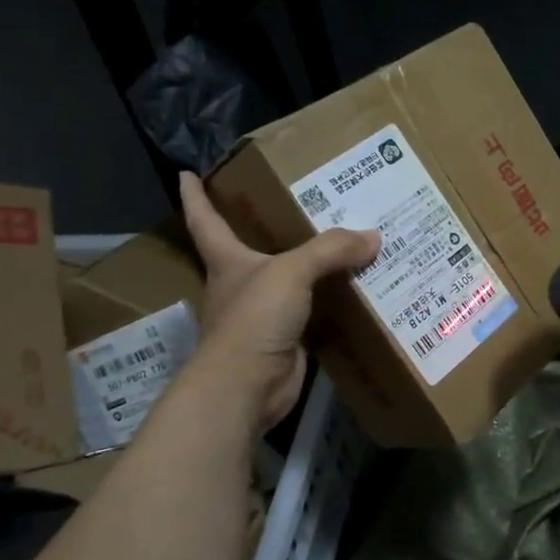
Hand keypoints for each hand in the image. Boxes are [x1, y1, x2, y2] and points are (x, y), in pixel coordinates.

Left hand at [178, 171, 379, 428]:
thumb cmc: (254, 318)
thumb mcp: (291, 272)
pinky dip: (335, 303)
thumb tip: (372, 236)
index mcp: (229, 261)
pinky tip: (360, 291)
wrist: (247, 386)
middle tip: (302, 203)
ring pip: (292, 283)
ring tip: (349, 245)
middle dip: (269, 229)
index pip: (205, 221)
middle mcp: (243, 285)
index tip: (186, 173)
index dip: (196, 197)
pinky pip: (316, 313)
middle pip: (253, 250)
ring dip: (314, 268)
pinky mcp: (288, 341)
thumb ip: (330, 250)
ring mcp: (265, 316)